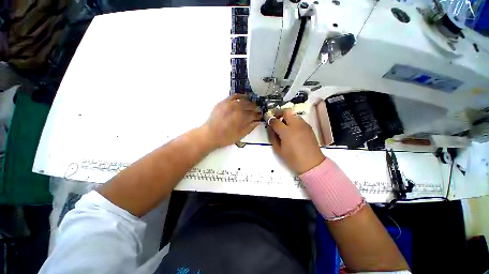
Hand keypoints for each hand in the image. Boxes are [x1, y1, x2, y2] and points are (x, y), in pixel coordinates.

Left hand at [202, 94, 261, 148]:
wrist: (210, 135)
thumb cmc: (226, 137)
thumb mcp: (240, 135)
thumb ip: (250, 127)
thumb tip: (258, 121)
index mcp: (242, 117)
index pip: (254, 114)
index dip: (258, 115)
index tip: (260, 115)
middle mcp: (237, 108)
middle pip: (250, 106)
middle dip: (255, 108)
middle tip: (258, 110)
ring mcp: (230, 104)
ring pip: (243, 100)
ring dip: (250, 102)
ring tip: (252, 104)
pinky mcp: (224, 102)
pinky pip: (234, 96)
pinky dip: (240, 96)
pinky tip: (243, 97)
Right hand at [267, 110, 324, 173]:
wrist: (312, 164)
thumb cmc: (293, 159)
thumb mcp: (278, 149)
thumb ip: (273, 136)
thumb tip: (270, 128)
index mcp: (287, 132)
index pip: (275, 121)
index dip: (270, 119)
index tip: (267, 120)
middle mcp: (296, 125)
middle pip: (286, 112)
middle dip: (279, 113)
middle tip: (275, 119)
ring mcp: (304, 125)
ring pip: (293, 114)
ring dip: (287, 117)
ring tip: (284, 125)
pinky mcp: (309, 127)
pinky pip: (299, 119)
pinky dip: (293, 121)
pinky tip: (292, 129)